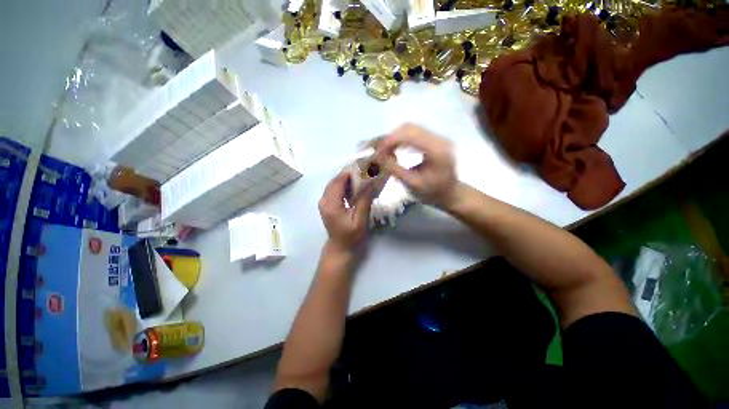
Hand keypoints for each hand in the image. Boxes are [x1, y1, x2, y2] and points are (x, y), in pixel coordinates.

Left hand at [319, 171, 372, 253]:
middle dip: (350, 174)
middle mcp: (324, 200)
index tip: (364, 166)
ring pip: (335, 184)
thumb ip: (364, 201)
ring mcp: (324, 202)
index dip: (350, 172)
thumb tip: (370, 183)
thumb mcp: (360, 220)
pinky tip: (355, 187)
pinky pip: (335, 190)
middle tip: (365, 171)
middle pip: (335, 180)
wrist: (340, 248)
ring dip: (347, 179)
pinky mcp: (327, 204)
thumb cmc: (351, 237)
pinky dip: (345, 186)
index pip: (338, 181)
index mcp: (331, 204)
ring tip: (362, 177)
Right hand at [374, 123, 458, 206]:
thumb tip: (377, 156)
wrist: (450, 194)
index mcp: (437, 150)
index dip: (391, 140)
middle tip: (379, 151)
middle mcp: (439, 139)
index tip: (377, 151)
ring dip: (395, 137)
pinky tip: (395, 148)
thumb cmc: (432, 193)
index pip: (410, 135)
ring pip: (411, 128)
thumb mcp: (412, 184)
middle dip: (391, 137)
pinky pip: (414, 133)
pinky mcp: (434, 140)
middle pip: (410, 127)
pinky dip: (401, 139)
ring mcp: (438, 138)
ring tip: (385, 150)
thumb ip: (395, 169)